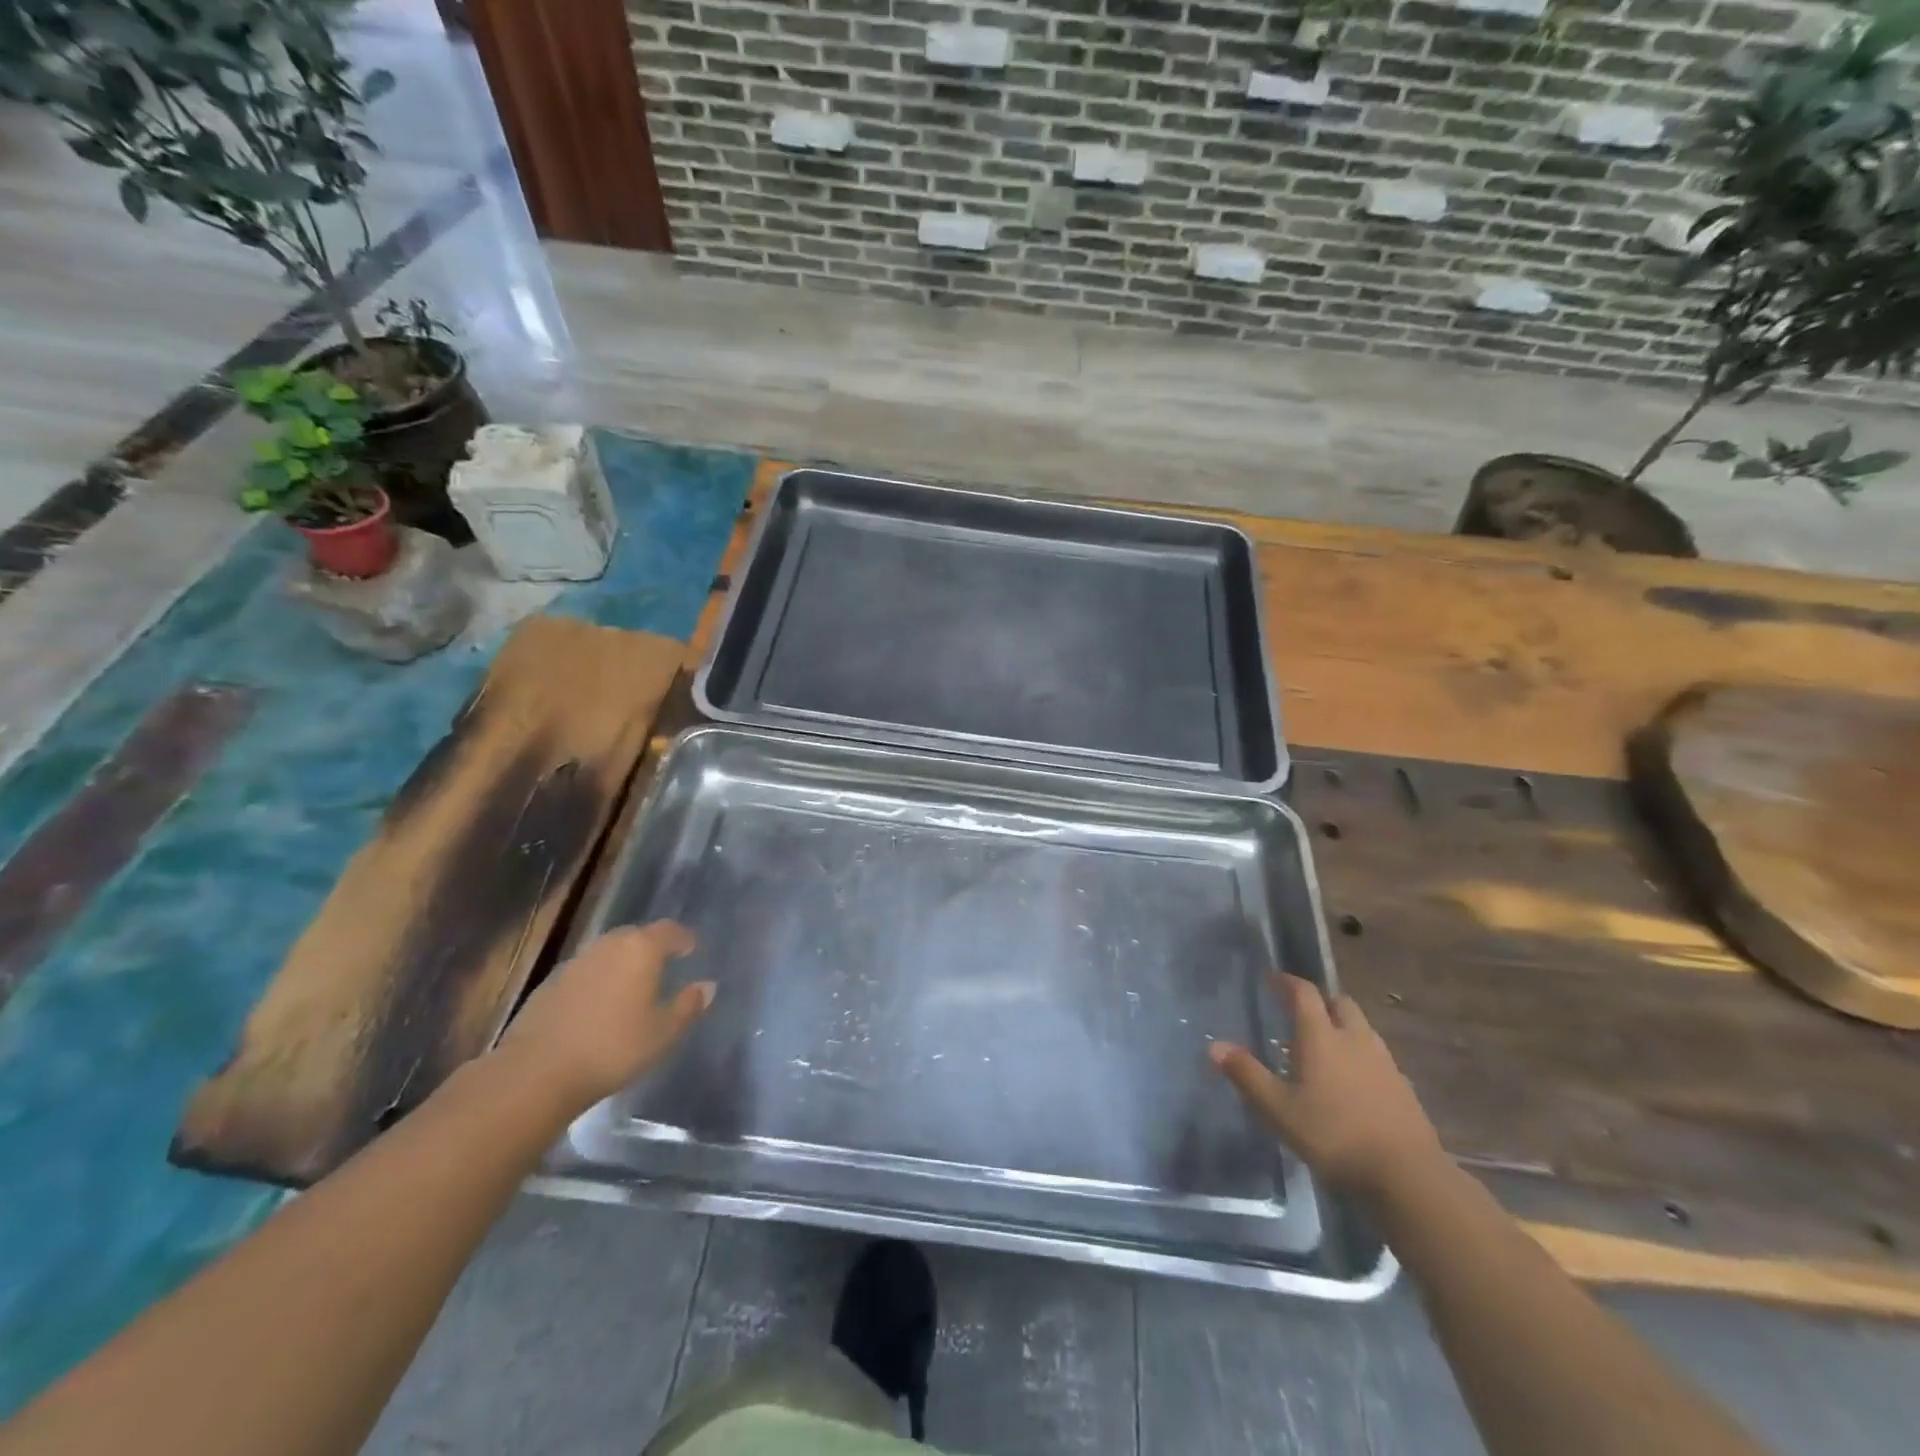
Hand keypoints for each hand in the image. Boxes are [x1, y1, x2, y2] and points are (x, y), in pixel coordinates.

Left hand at [499, 922, 713, 1115]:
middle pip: (636, 935)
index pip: (669, 930)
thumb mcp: (663, 1033)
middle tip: (664, 965)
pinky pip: (585, 972)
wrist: (536, 1073)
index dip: (683, 938)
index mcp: (641, 949)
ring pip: (608, 952)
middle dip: (652, 946)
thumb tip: (707, 986)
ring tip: (632, 986)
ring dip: (622, 962)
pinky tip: (599, 1005)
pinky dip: (598, 979)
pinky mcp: (549, 984)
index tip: (692, 949)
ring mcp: (575, 962)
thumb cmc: (613, 1048)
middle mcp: (608, 945)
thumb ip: (688, 1006)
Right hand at [1209, 974, 1442, 1198]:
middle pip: (1340, 1003)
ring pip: (1361, 1028)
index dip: (1288, 982)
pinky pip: (1376, 1055)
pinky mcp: (1403, 1087)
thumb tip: (1214, 1045)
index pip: (1305, 993)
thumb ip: (1247, 1075)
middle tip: (1300, 1010)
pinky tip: (1351, 1079)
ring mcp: (1384, 1062)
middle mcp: (1354, 1039)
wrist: (1408, 1176)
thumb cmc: (1334, 1136)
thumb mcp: (1279, 1110)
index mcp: (1322, 1037)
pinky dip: (1359, 1054)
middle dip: (1320, 1000)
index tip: (1273, 979)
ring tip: (1324, 1044)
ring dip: (1342, 1025)